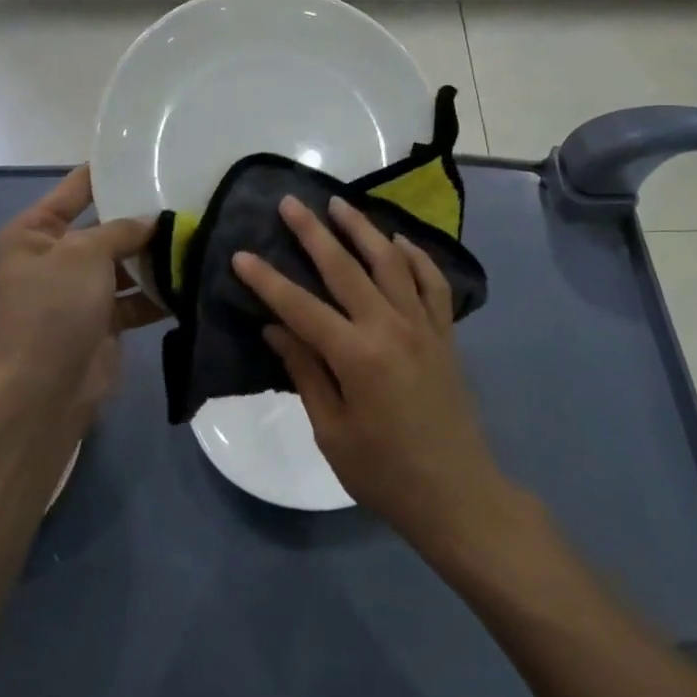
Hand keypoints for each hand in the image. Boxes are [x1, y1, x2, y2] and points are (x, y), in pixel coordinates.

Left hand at [0, 166, 163, 435]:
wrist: (49, 387)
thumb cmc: (55, 307)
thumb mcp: (85, 253)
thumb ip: (122, 230)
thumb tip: (154, 221)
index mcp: (32, 234)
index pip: (74, 190)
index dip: (106, 173)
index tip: (144, 157)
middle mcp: (53, 258)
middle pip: (104, 228)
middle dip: (141, 220)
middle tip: (185, 199)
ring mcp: (77, 291)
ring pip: (123, 263)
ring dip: (153, 258)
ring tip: (195, 237)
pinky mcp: (102, 319)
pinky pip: (134, 296)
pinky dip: (157, 292)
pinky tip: (190, 278)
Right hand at [232, 196, 513, 554]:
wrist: (456, 492)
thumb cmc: (384, 472)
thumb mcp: (332, 430)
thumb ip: (306, 371)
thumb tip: (275, 327)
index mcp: (357, 355)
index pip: (301, 306)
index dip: (267, 280)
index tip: (240, 254)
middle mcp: (391, 326)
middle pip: (346, 268)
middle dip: (314, 233)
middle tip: (291, 203)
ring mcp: (423, 325)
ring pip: (391, 262)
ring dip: (363, 229)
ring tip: (339, 204)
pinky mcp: (445, 333)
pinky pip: (431, 282)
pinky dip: (416, 256)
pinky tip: (399, 241)